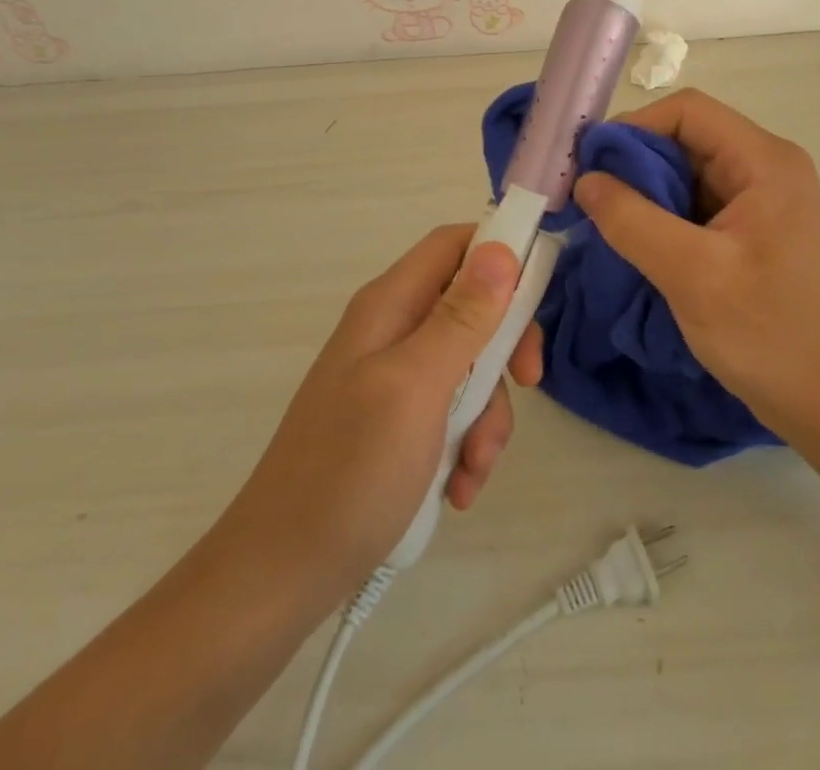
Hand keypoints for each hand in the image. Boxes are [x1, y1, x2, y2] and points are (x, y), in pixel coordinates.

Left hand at [222, 226, 541, 605]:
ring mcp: (395, 378)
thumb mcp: (416, 387)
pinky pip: (452, 412)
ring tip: (473, 468)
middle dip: (505, 350)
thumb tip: (501, 248)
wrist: (281, 576)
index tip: (538, 294)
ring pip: (471, 366)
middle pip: (473, 306)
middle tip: (528, 383)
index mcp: (390, 304)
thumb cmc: (350, 471)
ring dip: (488, 414)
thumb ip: (461, 317)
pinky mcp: (398, 423)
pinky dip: (465, 445)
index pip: (454, 244)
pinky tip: (457, 488)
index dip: (500, 252)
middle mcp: (393, 329)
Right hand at [568, 89, 819, 431]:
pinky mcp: (753, 226)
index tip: (591, 165)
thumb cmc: (767, 334)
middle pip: (687, 137)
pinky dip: (662, 213)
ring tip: (607, 221)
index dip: (634, 126)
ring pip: (687, 170)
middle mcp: (767, 166)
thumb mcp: (691, 275)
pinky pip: (697, 200)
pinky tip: (638, 240)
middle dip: (635, 162)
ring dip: (645, 190)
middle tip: (590, 197)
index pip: (688, 112)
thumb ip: (632, 220)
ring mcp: (762, 197)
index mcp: (764, 161)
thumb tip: (586, 180)